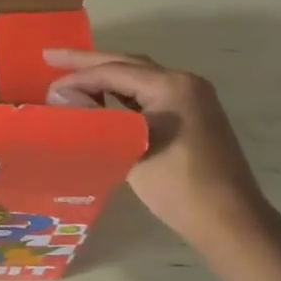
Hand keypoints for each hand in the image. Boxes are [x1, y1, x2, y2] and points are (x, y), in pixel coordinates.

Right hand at [43, 49, 270, 254]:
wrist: (232, 223)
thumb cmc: (180, 187)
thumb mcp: (131, 150)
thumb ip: (96, 119)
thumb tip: (60, 97)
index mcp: (171, 85)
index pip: (114, 71)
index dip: (78, 77)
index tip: (47, 86)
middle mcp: (184, 82)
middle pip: (127, 64)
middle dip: (88, 62)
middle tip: (50, 56)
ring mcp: (193, 97)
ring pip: (139, 77)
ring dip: (106, 75)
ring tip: (70, 75)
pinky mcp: (193, 114)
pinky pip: (151, 93)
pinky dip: (124, 92)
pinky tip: (102, 97)